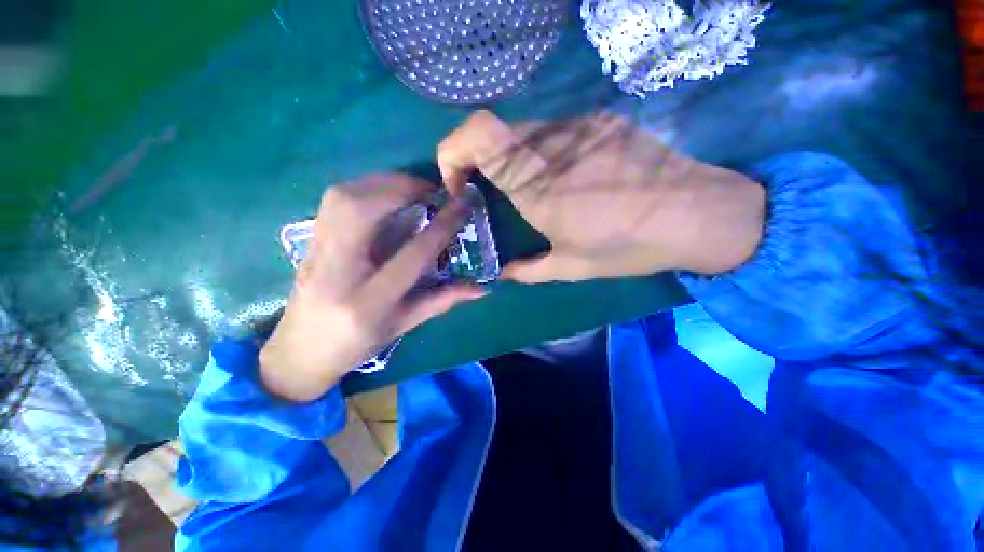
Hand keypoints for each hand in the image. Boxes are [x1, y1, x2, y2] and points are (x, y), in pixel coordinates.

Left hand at [260, 175, 483, 401]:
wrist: (299, 352)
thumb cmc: (357, 345)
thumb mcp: (404, 325)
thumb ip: (443, 300)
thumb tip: (482, 288)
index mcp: (369, 301)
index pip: (412, 254)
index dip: (441, 226)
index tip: (462, 205)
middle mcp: (337, 271)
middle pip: (362, 211)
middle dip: (403, 189)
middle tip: (432, 189)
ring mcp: (316, 252)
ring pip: (342, 198)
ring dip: (382, 183)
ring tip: (411, 188)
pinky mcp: (308, 241)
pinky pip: (334, 201)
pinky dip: (364, 187)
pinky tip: (384, 194)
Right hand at [437, 111, 765, 280]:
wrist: (698, 215)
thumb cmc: (628, 246)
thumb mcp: (571, 268)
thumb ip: (528, 271)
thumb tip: (502, 274)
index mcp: (538, 185)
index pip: (477, 135)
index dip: (452, 152)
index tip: (458, 184)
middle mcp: (553, 146)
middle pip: (493, 132)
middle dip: (480, 163)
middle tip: (492, 193)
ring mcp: (580, 128)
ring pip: (524, 133)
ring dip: (514, 161)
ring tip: (534, 192)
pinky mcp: (602, 124)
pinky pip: (555, 133)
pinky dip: (543, 154)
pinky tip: (568, 180)